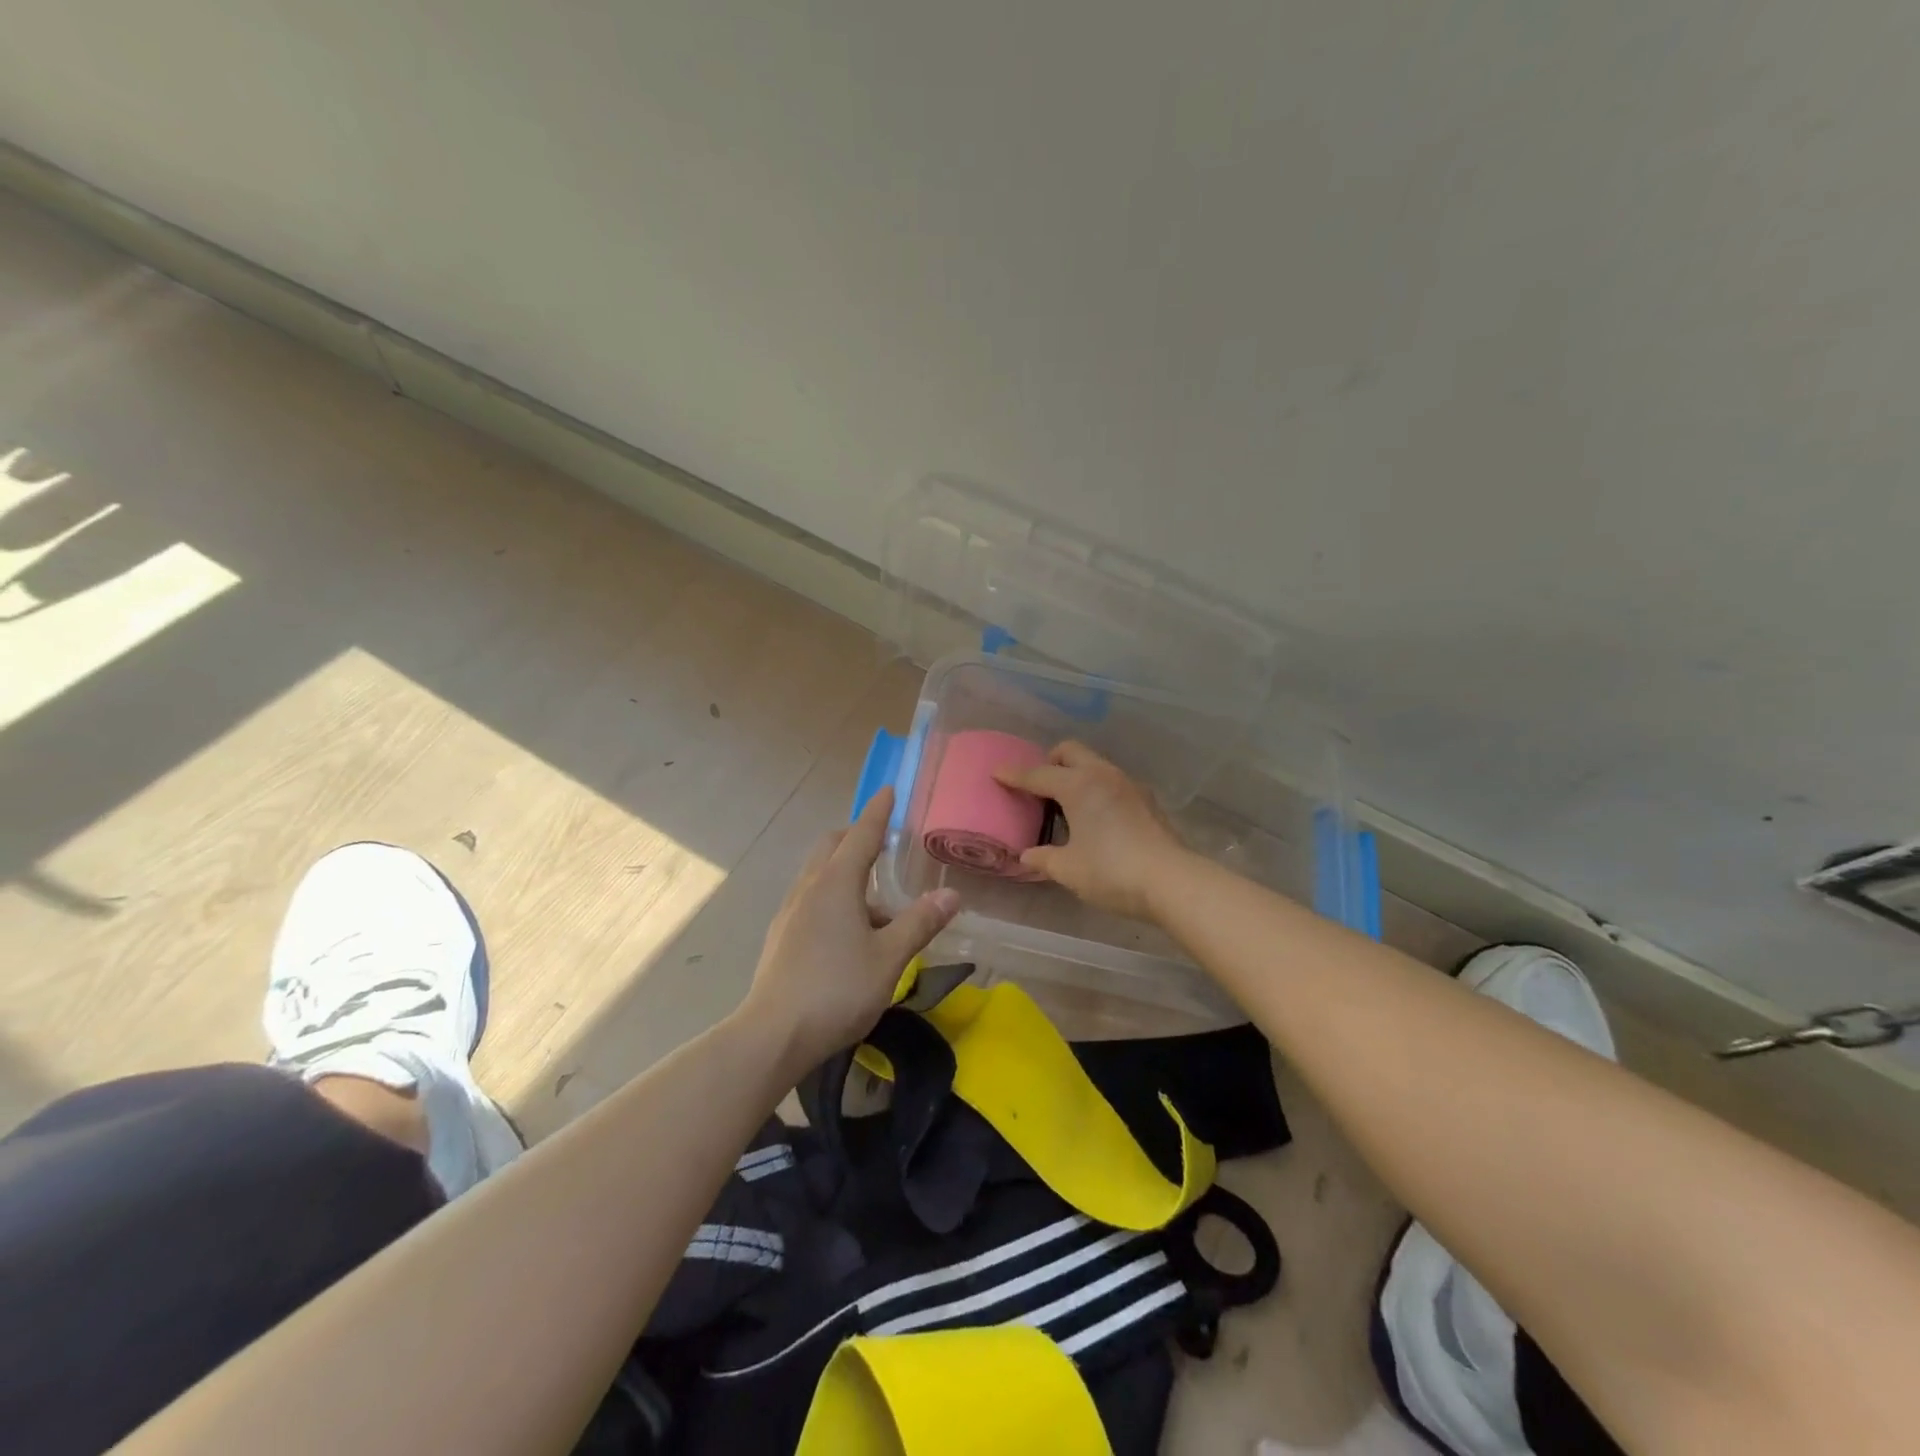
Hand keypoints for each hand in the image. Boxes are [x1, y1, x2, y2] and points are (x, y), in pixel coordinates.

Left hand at [738, 786, 958, 1075]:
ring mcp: (790, 912)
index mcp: (836, 883)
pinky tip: (849, 933)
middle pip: (831, 847)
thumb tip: (951, 894)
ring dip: (846, 872)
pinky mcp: (782, 937)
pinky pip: (811, 900)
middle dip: (856, 837)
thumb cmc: (837, 989)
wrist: (773, 1035)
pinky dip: (833, 897)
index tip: (889, 790)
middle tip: (883, 843)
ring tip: (877, 905)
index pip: (861, 835)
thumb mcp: (889, 958)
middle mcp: (809, 888)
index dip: (878, 812)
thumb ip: (920, 923)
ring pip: (819, 875)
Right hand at [994, 741, 1186, 921]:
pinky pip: (1112, 782)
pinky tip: (1096, 817)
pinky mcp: (1147, 800)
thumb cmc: (1112, 871)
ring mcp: (1129, 785)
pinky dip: (1097, 789)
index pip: (1038, 774)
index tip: (997, 772)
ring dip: (1076, 774)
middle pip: (1070, 751)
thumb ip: (1043, 858)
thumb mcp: (1068, 869)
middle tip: (1039, 786)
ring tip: (1066, 804)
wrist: (1173, 881)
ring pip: (1095, 764)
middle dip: (1050, 761)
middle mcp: (1103, 775)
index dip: (1015, 775)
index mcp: (1078, 786)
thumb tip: (1027, 855)